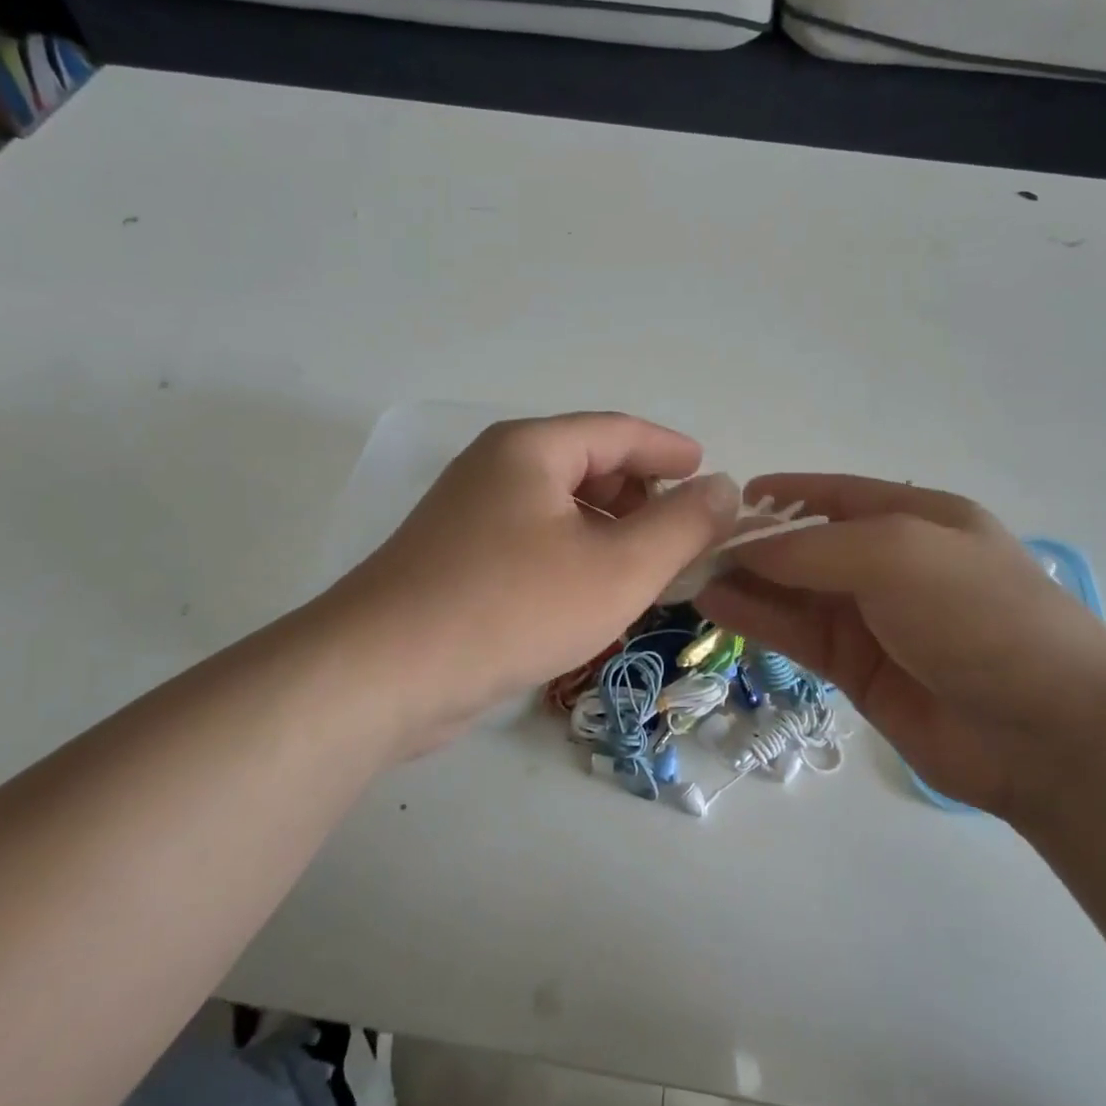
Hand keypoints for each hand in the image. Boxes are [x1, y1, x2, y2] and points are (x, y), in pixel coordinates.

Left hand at [324, 413, 738, 755]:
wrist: (382, 674)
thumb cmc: (511, 608)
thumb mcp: (617, 569)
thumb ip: (681, 526)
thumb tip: (723, 488)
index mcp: (530, 450)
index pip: (618, 431)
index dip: (669, 450)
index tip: (708, 473)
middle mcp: (495, 469)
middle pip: (587, 466)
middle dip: (641, 496)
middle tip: (682, 535)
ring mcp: (468, 516)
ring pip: (559, 509)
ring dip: (609, 532)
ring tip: (645, 571)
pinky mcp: (455, 561)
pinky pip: (533, 542)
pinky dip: (573, 557)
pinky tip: (590, 597)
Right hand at [695, 475, 1105, 817]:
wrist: (1046, 733)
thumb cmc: (979, 616)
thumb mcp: (897, 555)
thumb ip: (813, 548)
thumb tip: (743, 547)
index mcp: (916, 519)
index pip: (836, 496)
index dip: (783, 494)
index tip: (725, 498)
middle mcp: (891, 565)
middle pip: (807, 545)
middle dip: (751, 542)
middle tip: (688, 545)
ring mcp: (873, 620)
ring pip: (793, 591)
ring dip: (745, 582)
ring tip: (688, 574)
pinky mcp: (857, 669)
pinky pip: (796, 634)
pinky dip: (757, 619)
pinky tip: (715, 606)